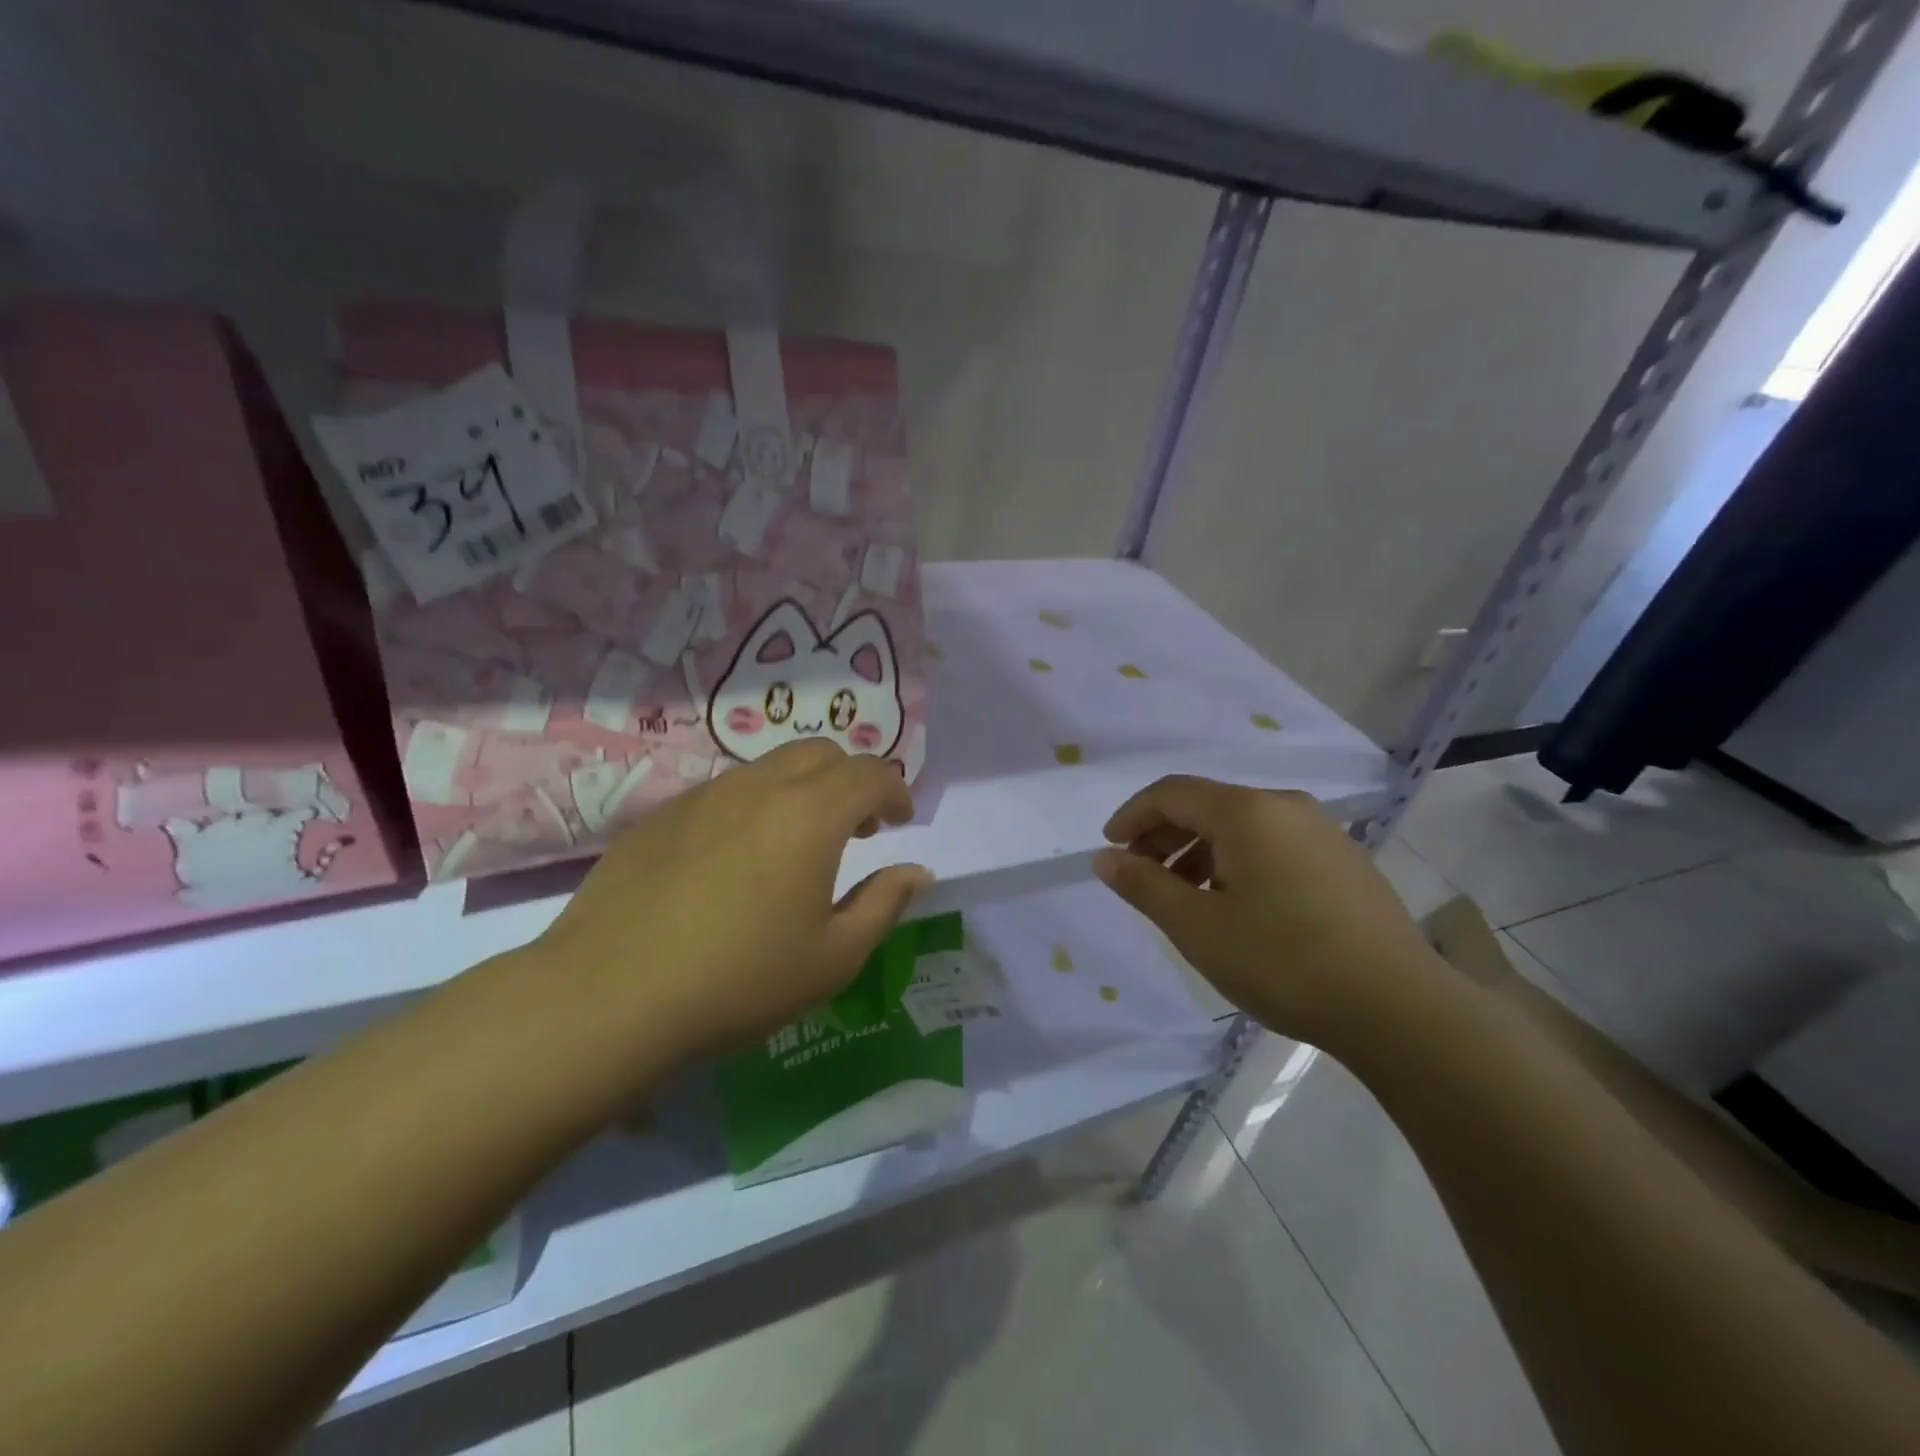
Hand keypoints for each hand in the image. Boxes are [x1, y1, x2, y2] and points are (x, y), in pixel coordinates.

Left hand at [523, 740, 928, 1074]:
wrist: (609, 996)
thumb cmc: (739, 980)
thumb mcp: (832, 957)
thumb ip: (883, 903)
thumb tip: (915, 871)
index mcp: (810, 814)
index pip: (870, 773)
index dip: (896, 791)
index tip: (901, 820)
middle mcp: (760, 786)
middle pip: (821, 753)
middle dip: (851, 780)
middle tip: (857, 828)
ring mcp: (704, 795)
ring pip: (770, 767)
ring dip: (802, 790)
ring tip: (798, 843)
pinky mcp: (662, 814)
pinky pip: (726, 791)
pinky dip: (755, 806)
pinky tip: (737, 860)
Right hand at [1094, 776, 1446, 1054]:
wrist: (1400, 1008)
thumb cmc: (1283, 961)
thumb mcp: (1197, 927)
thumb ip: (1144, 886)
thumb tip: (1105, 858)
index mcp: (1247, 811)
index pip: (1171, 793)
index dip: (1132, 816)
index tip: (1110, 849)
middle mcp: (1286, 806)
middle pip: (1207, 805)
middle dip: (1165, 837)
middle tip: (1141, 878)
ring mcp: (1322, 832)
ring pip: (1242, 827)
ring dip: (1200, 853)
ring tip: (1186, 899)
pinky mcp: (1346, 860)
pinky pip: (1274, 845)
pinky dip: (1238, 863)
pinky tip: (1238, 907)